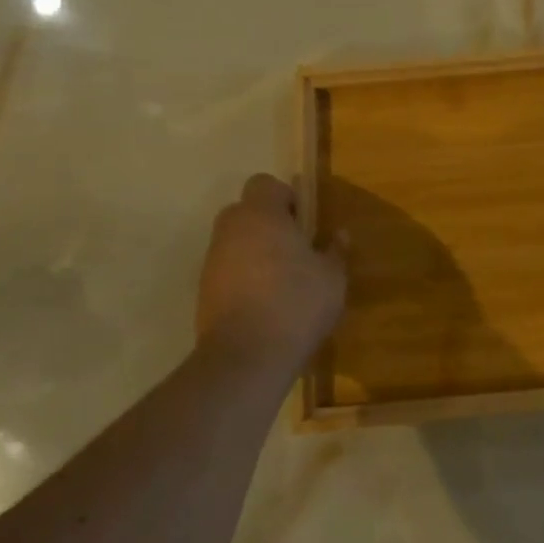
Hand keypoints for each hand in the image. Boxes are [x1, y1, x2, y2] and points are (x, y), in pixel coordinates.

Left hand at [196, 174, 346, 372]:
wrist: (246, 358)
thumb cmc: (296, 304)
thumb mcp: (332, 278)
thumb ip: (335, 251)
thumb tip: (339, 235)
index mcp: (261, 216)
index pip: (265, 184)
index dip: (286, 197)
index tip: (304, 223)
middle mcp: (231, 230)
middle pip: (246, 211)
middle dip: (269, 224)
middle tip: (296, 249)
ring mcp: (212, 261)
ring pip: (235, 242)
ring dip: (256, 252)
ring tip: (283, 281)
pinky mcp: (204, 292)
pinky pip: (228, 270)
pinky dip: (244, 278)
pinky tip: (267, 303)